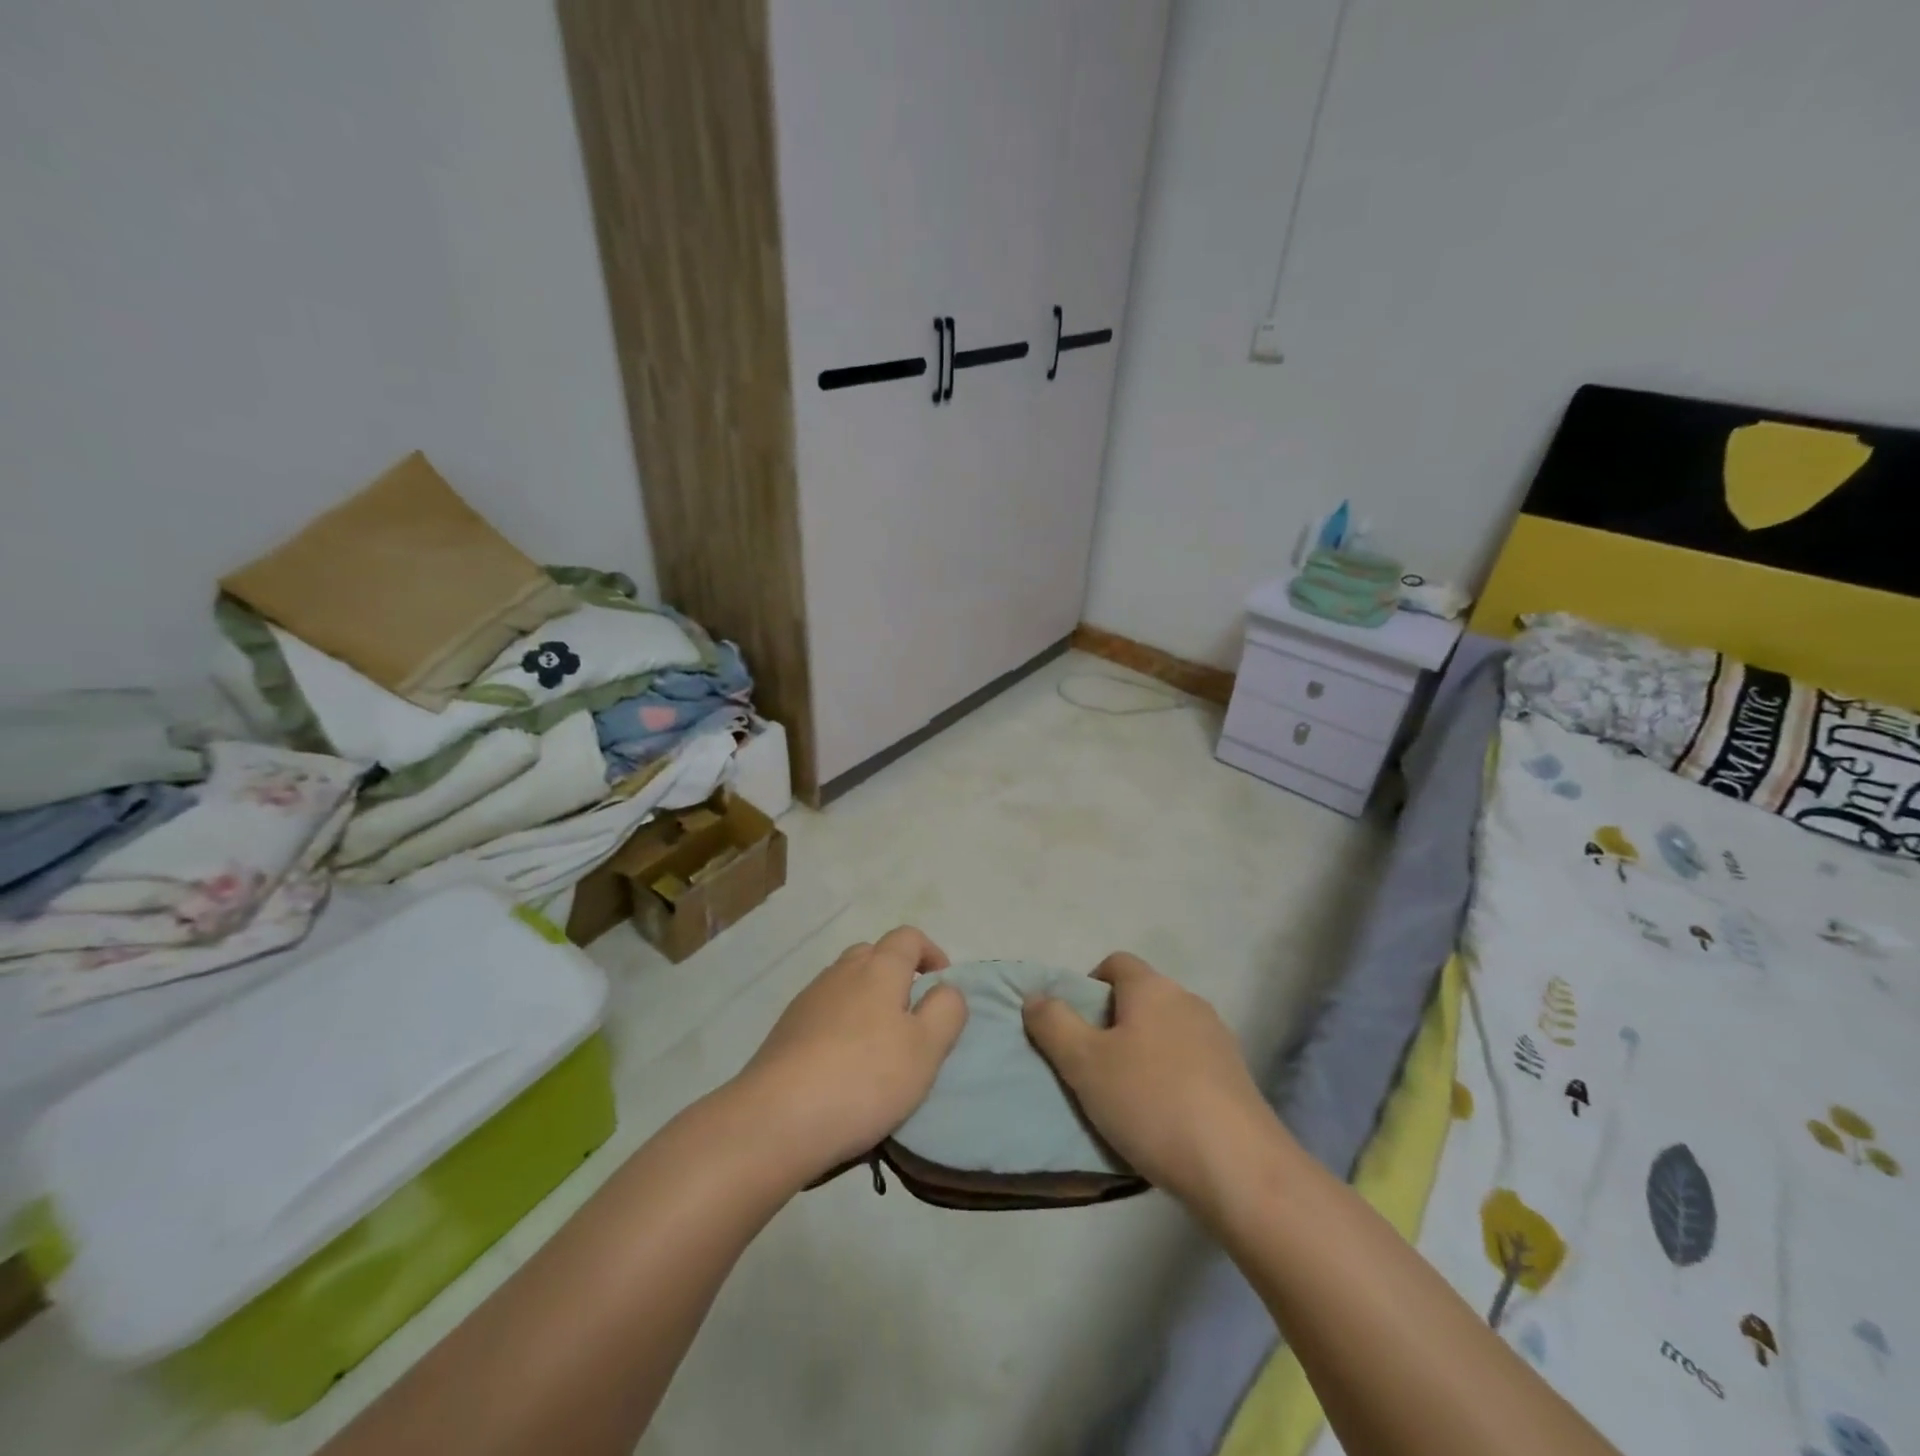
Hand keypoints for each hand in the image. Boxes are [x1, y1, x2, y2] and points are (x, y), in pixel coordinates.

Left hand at [733, 927, 968, 1185]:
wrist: (776, 1119)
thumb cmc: (864, 1078)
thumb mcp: (926, 1048)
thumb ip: (946, 1010)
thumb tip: (945, 989)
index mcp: (878, 968)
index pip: (908, 937)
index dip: (931, 953)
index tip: (941, 987)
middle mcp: (841, 972)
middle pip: (873, 955)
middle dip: (897, 976)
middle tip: (911, 1019)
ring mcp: (808, 999)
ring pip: (846, 984)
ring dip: (867, 1002)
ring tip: (878, 1048)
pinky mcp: (785, 1030)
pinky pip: (823, 1013)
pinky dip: (840, 1026)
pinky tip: (843, 1066)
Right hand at [1022, 953, 1282, 1214]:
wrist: (1240, 1169)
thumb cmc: (1151, 1102)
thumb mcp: (1084, 1063)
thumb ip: (1053, 1024)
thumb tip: (1035, 996)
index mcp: (1152, 988)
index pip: (1115, 963)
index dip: (1088, 986)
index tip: (1074, 1027)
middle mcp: (1188, 1001)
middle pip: (1140, 998)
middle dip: (1112, 1025)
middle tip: (1091, 1068)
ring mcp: (1218, 1039)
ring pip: (1165, 1033)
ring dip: (1142, 1054)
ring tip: (1124, 1100)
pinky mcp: (1236, 1078)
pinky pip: (1190, 1064)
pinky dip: (1170, 1079)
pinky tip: (1162, 1120)